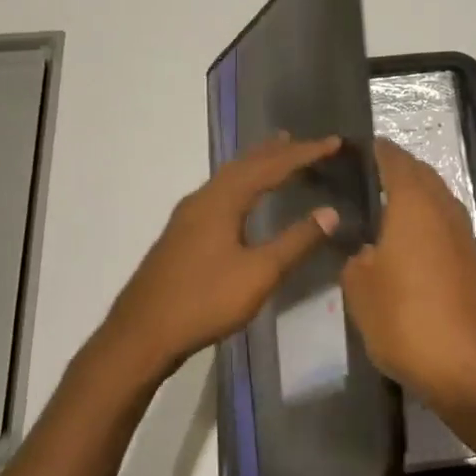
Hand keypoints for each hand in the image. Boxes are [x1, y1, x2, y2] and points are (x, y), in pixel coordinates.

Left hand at [98, 134, 342, 380]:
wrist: (142, 334)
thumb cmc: (205, 300)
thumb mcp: (259, 273)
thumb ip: (296, 241)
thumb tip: (331, 212)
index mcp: (223, 200)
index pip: (271, 166)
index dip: (305, 153)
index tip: (334, 142)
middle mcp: (204, 198)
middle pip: (246, 164)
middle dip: (279, 151)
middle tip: (308, 142)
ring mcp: (188, 216)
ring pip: (230, 177)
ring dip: (257, 163)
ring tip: (278, 153)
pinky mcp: (182, 233)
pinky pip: (220, 192)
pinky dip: (242, 182)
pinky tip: (243, 197)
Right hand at [341, 139, 475, 408]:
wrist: (471, 365)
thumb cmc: (407, 318)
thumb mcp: (360, 290)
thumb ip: (356, 260)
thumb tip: (366, 251)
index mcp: (414, 204)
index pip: (396, 161)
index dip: (378, 151)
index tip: (360, 147)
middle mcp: (444, 210)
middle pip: (423, 176)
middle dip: (399, 170)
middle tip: (369, 175)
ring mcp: (464, 237)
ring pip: (438, 201)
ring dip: (416, 197)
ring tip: (385, 208)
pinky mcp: (474, 264)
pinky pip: (446, 227)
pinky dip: (427, 223)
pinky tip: (409, 244)